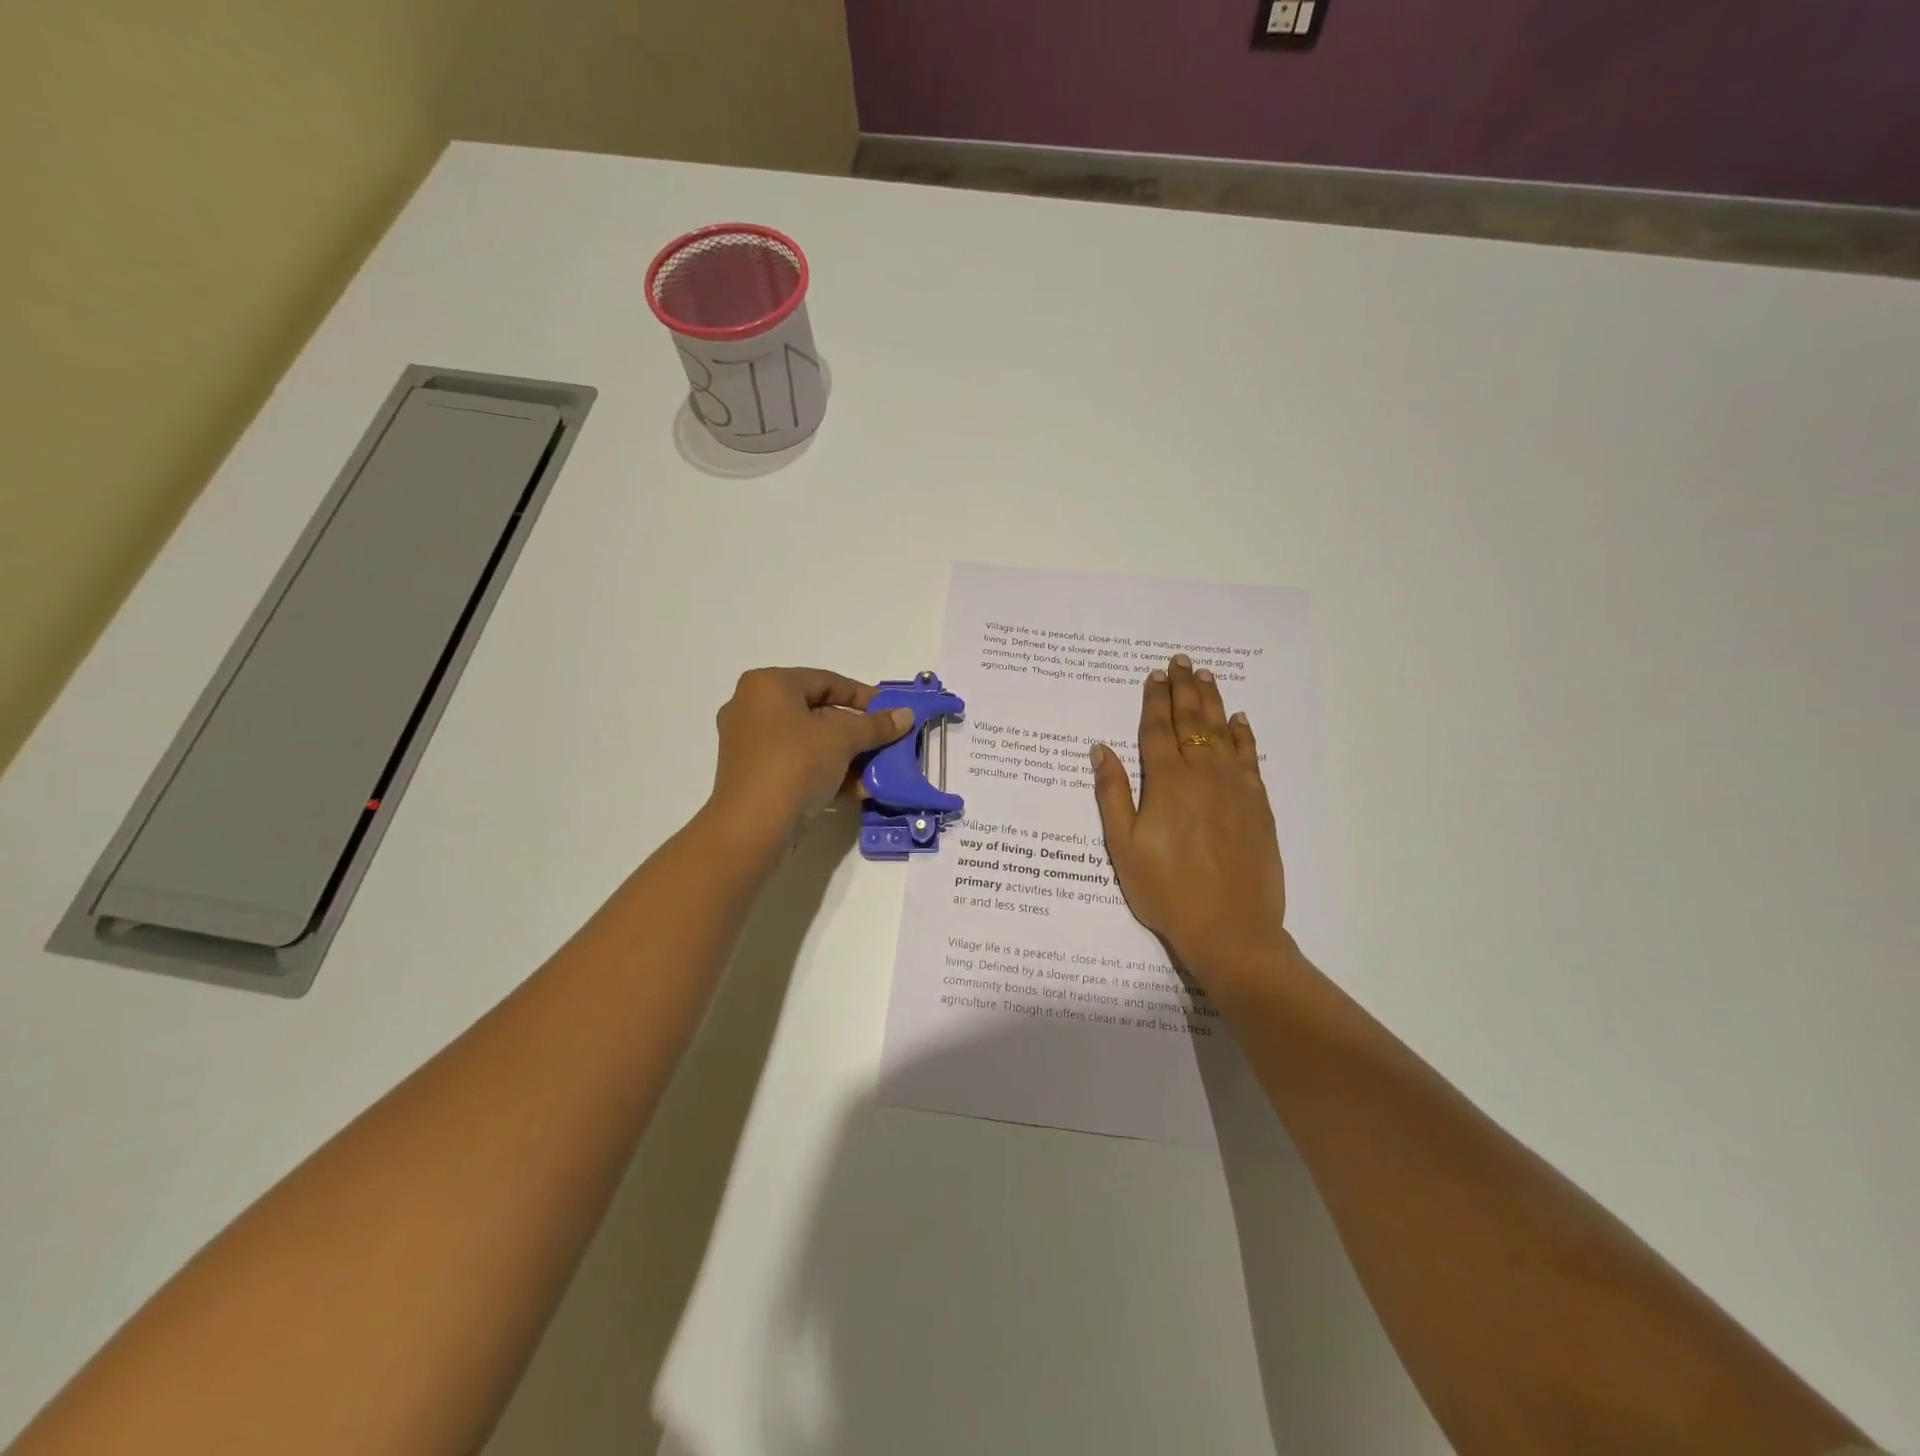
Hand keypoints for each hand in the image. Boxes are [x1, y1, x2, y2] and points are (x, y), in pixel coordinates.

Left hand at [709, 668, 914, 844]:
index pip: (826, 681)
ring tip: (875, 772)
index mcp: (768, 685)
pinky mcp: (753, 775)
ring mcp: (749, 743)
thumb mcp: (843, 739)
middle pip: (818, 712)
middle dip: (856, 732)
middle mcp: (752, 707)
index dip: (863, 696)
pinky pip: (796, 763)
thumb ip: (875, 725)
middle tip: (884, 743)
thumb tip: (906, 715)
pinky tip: (855, 791)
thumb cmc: (796, 765)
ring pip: (809, 741)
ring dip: (846, 756)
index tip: (890, 712)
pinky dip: (825, 772)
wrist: (753, 827)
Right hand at [1090, 656, 1289, 988]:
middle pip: (1192, 721)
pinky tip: (1239, 720)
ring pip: (1222, 732)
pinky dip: (1243, 735)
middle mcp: (1203, 775)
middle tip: (1180, 662)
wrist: (1230, 928)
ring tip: (1205, 676)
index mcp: (1166, 783)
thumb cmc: (1165, 891)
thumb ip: (1112, 794)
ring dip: (1212, 701)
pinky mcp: (1258, 805)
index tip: (1153, 677)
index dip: (1154, 701)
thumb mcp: (1123, 847)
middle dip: (1183, 689)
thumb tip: (1100, 749)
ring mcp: (1235, 788)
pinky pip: (1249, 757)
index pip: (1158, 730)